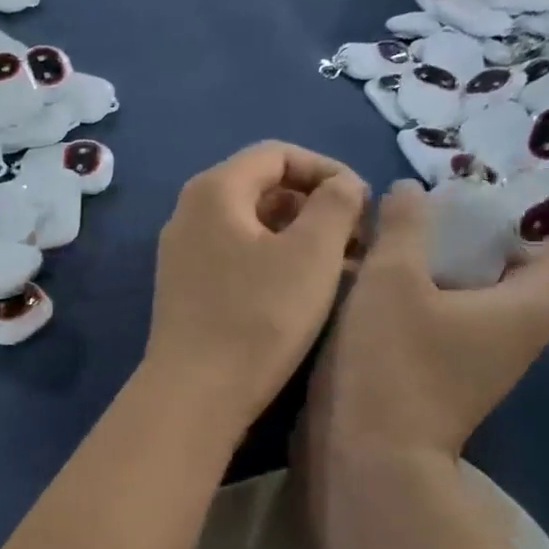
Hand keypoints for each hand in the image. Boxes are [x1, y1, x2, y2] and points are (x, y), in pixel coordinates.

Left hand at [145, 142, 367, 429]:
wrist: (195, 394)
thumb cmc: (258, 318)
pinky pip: (239, 256)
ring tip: (343, 268)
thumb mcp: (312, 254)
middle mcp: (191, 212)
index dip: (328, 170)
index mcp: (215, 190)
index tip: (364, 204)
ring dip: (301, 237)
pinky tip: (307, 290)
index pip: (279, 154)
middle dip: (317, 206)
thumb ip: (337, 203)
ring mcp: (184, 252)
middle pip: (264, 187)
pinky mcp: (188, 288)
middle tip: (358, 239)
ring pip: (254, 226)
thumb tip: (343, 186)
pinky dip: (276, 261)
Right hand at [308, 178, 548, 461]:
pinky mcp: (455, 376)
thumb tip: (411, 191)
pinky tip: (408, 273)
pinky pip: (468, 314)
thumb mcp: (391, 279)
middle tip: (477, 194)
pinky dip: (451, 285)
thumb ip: (403, 225)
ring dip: (476, 256)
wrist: (371, 457)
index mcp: (526, 306)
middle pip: (535, 269)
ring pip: (496, 294)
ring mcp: (487, 360)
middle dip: (515, 227)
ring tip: (435, 226)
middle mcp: (519, 334)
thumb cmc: (391, 364)